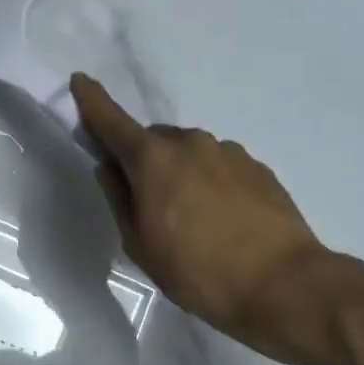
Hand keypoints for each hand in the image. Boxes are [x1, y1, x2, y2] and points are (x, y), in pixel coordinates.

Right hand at [71, 74, 335, 364]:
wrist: (284, 284)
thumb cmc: (197, 270)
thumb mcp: (141, 245)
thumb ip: (120, 200)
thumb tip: (110, 169)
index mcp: (154, 159)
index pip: (112, 122)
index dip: (92, 101)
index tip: (79, 80)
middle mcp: (191, 143)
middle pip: (153, 141)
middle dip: (143, 161)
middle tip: (147, 204)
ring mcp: (229, 152)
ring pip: (189, 154)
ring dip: (180, 174)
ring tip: (190, 220)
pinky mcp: (258, 169)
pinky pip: (219, 167)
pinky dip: (210, 184)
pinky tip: (220, 221)